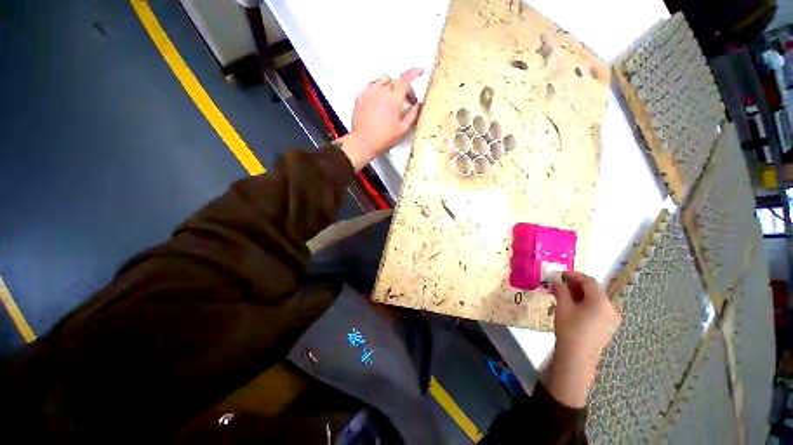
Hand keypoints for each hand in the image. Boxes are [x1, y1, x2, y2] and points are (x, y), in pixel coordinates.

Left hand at [337, 68, 423, 170]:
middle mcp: (380, 92)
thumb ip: (412, 115)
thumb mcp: (402, 129)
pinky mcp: (361, 96)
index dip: (414, 73)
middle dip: (404, 88)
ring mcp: (369, 92)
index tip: (420, 72)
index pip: (405, 79)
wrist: (363, 142)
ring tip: (392, 99)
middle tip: (406, 101)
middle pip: (395, 81)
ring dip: (391, 86)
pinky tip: (380, 98)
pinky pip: (371, 85)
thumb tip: (417, 105)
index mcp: (392, 100)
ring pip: (383, 80)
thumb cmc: (383, 138)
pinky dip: (378, 88)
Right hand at [541, 271, 621, 407]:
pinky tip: (573, 306)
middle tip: (560, 284)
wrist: (577, 357)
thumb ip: (561, 290)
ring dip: (580, 294)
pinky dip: (586, 303)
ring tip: (564, 294)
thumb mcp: (563, 307)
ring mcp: (612, 319)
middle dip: (576, 285)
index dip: (574, 275)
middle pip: (594, 290)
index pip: (589, 281)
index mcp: (602, 301)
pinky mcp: (609, 327)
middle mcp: (611, 308)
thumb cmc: (570, 329)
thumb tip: (557, 280)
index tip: (560, 274)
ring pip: (596, 300)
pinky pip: (598, 309)